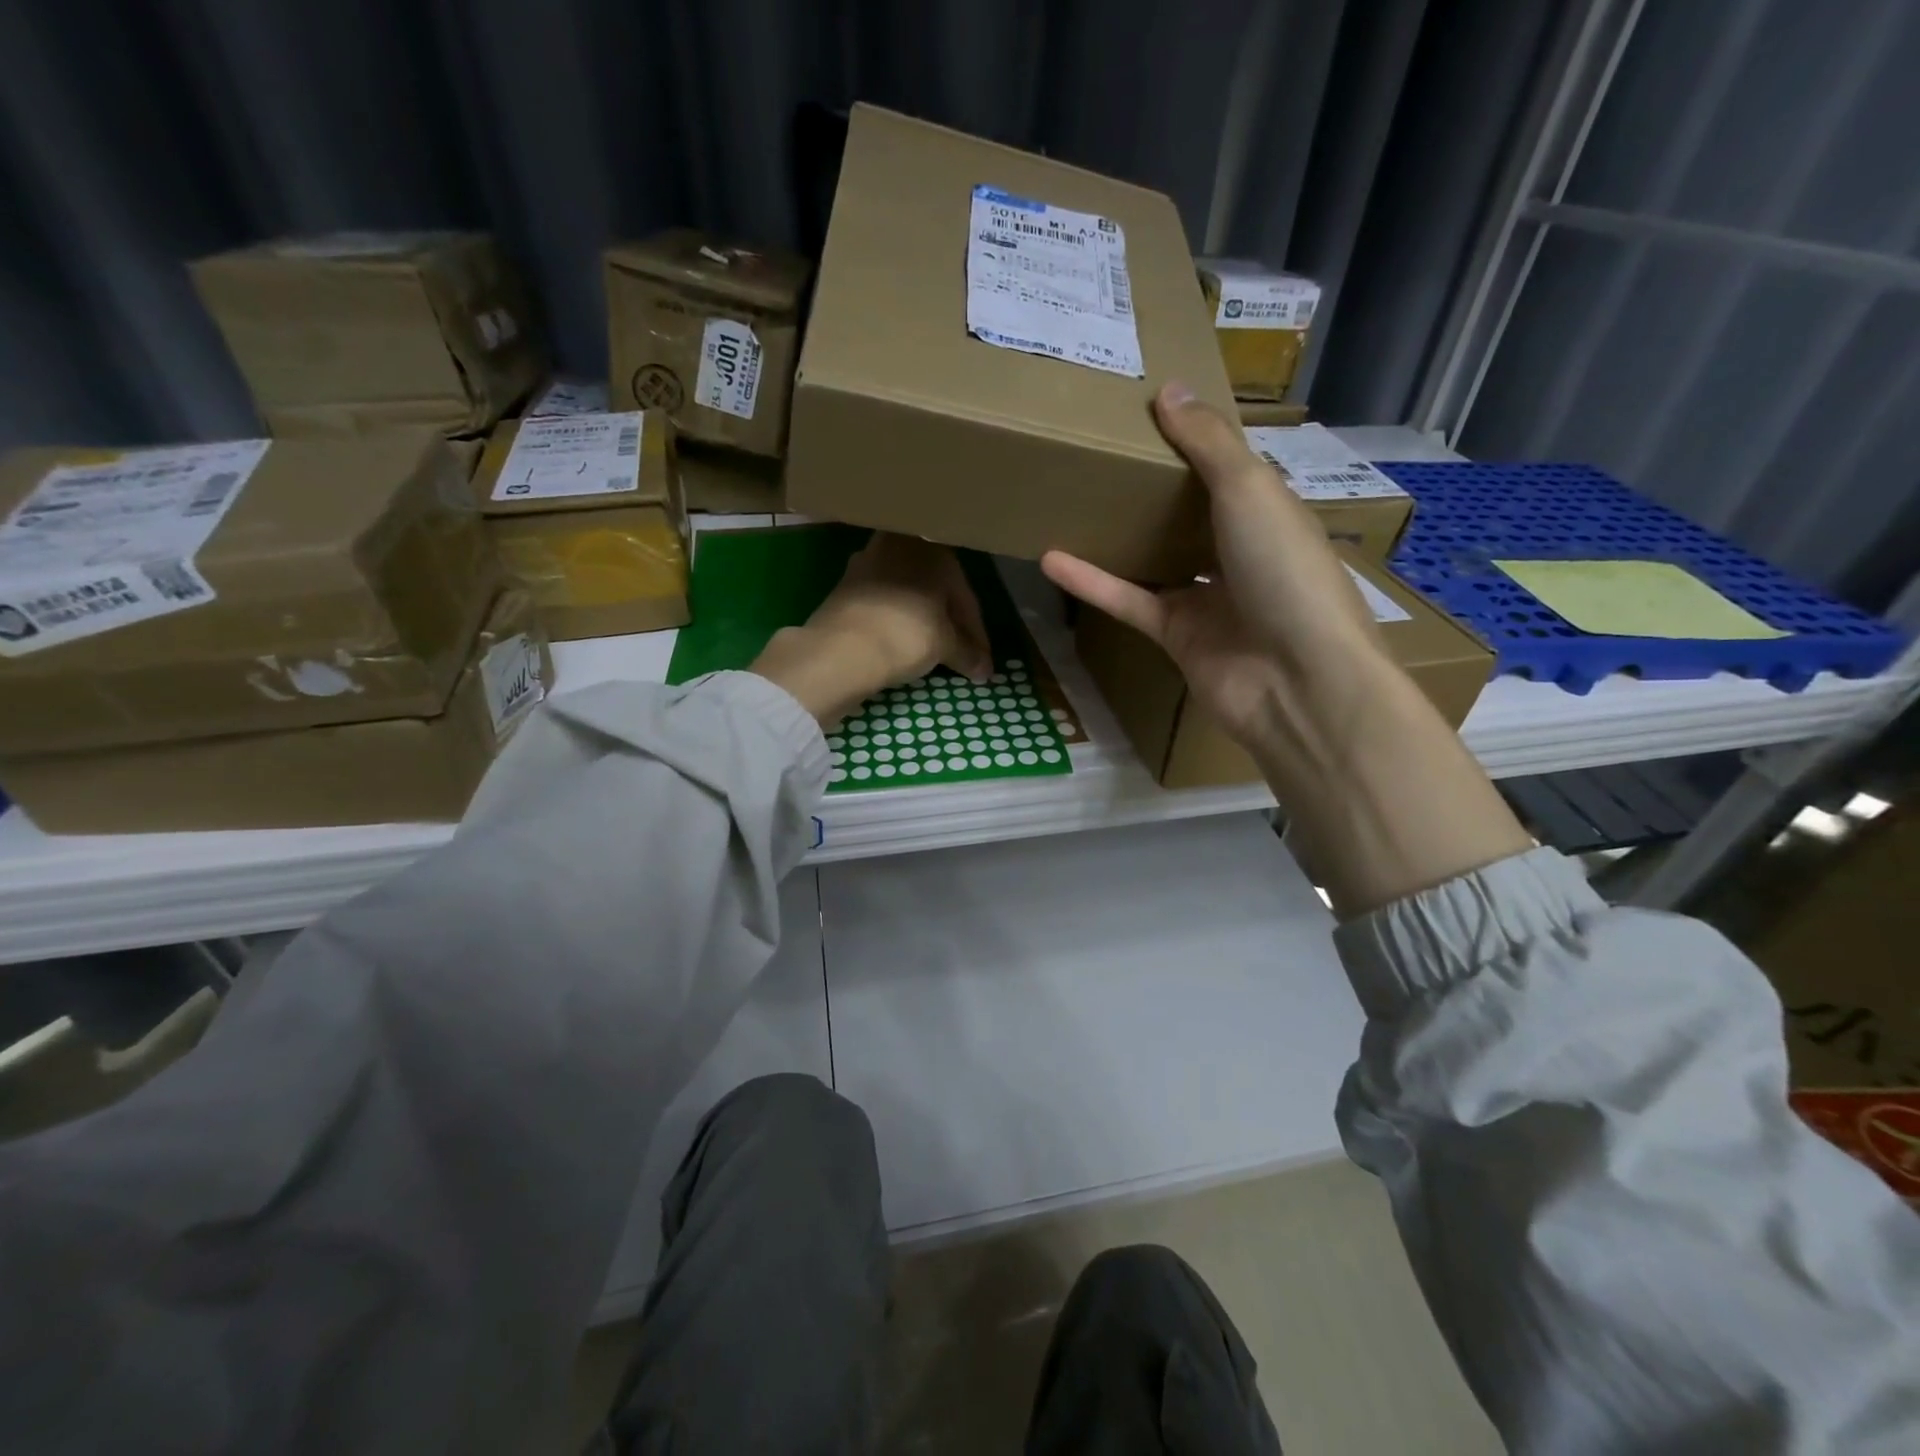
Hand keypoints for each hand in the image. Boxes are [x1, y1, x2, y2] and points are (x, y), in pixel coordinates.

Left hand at [751, 534, 991, 726]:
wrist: (841, 649)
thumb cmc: (906, 635)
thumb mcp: (945, 646)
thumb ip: (967, 653)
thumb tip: (984, 669)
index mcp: (934, 550)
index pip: (965, 596)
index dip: (976, 634)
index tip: (982, 662)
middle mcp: (900, 546)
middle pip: (935, 590)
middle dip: (948, 621)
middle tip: (960, 653)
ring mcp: (867, 562)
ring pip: (907, 593)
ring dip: (921, 618)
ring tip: (931, 649)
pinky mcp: (844, 585)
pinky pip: (883, 602)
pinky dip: (896, 621)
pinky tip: (901, 642)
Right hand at [1042, 382, 1383, 752]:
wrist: (1295, 681)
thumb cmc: (1285, 572)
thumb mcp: (1250, 490)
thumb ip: (1208, 444)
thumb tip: (1169, 389)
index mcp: (1271, 513)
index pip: (1230, 470)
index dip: (1196, 441)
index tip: (1149, 411)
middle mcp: (1241, 554)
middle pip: (1191, 516)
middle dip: (1153, 490)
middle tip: (1102, 454)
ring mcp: (1208, 599)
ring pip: (1156, 560)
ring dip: (1118, 536)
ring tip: (1072, 502)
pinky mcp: (1176, 637)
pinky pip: (1129, 601)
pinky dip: (1093, 582)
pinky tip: (1052, 558)